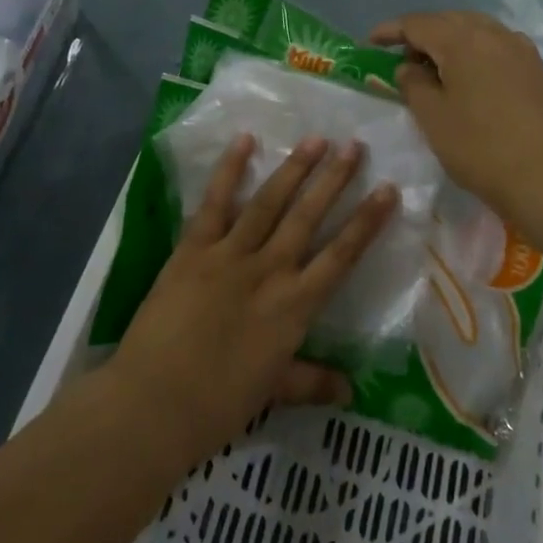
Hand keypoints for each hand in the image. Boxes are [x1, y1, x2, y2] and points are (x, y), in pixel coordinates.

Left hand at [105, 134, 396, 470]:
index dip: (367, 222)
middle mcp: (269, 271)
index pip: (341, 256)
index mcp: (294, 306)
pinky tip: (245, 140)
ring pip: (269, 202)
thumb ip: (312, 382)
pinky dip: (229, 170)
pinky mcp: (194, 248)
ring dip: (294, 168)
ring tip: (316, 138)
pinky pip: (215, 202)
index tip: (388, 190)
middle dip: (334, 179)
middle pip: (308, 217)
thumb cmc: (218, 404)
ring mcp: (230, 254)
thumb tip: (351, 392)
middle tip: (355, 145)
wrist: (154, 404)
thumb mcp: (273, 392)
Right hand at [370, 11, 542, 221]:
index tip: (370, 42)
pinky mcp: (535, 67)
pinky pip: (497, 45)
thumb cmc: (478, 146)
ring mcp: (519, 48)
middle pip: (448, 21)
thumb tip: (410, 66)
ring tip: (436, 66)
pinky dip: (476, 51)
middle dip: (421, 34)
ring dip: (450, 40)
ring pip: (475, 30)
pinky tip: (472, 74)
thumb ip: (413, 83)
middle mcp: (492, 33)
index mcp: (462, 40)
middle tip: (402, 58)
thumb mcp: (432, 116)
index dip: (391, 31)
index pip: (417, 24)